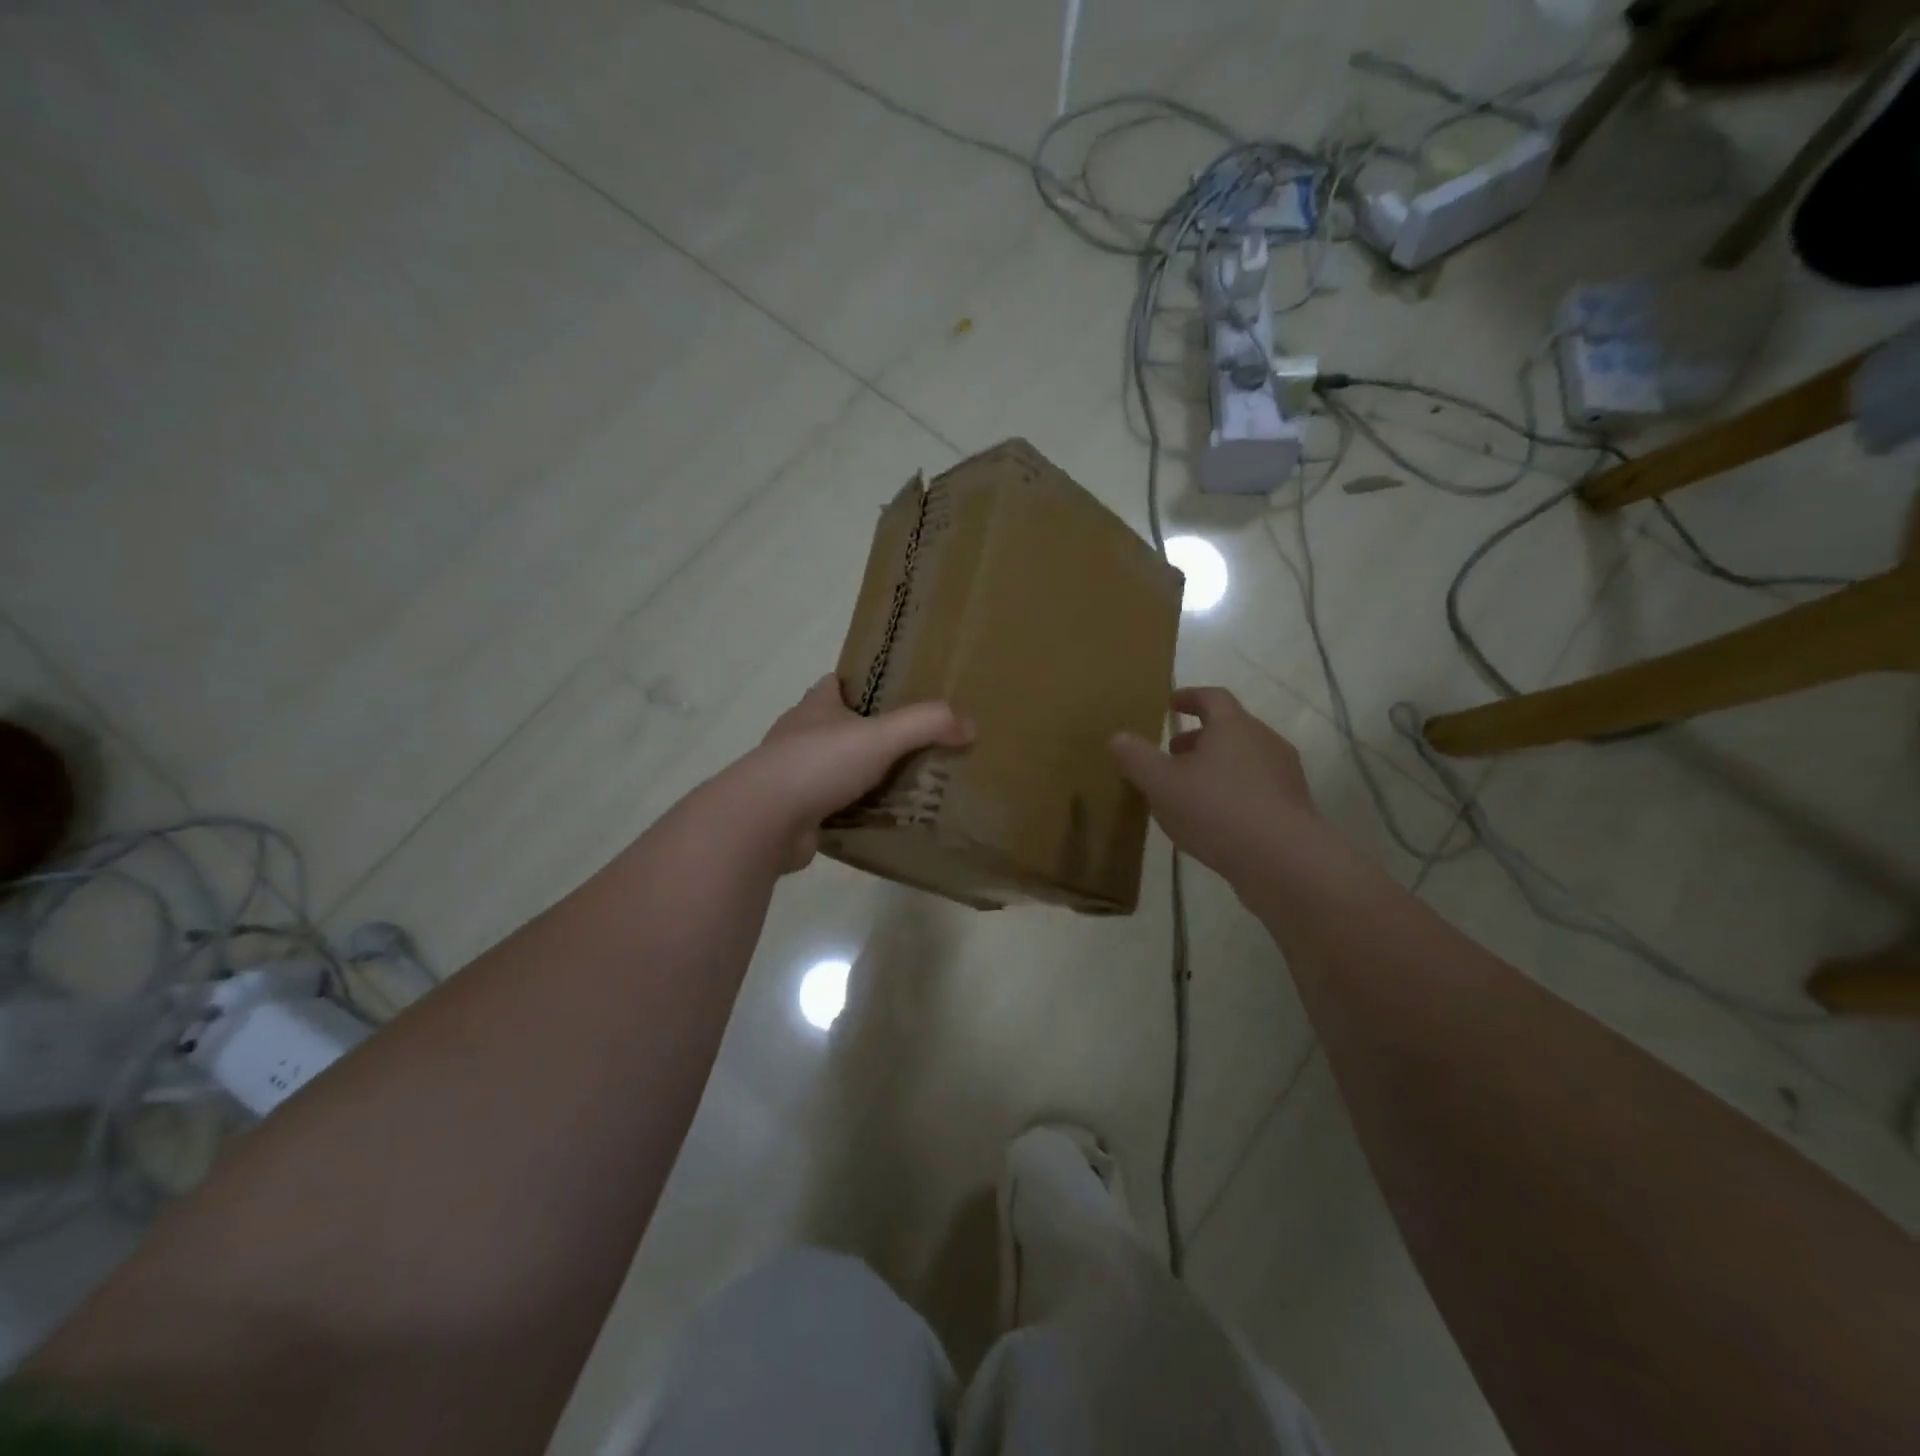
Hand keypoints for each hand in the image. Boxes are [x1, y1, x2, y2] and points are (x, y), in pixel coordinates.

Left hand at [728, 675, 972, 870]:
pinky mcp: (795, 812)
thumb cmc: (818, 764)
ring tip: (904, 782)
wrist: (763, 821)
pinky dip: (853, 810)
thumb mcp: (879, 736)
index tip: (894, 693)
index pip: (835, 683)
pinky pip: (831, 806)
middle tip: (912, 743)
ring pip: (834, 768)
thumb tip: (969, 725)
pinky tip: (880, 818)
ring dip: (861, 774)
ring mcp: (793, 776)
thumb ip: (926, 725)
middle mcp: (799, 736)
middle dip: (868, 733)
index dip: (861, 684)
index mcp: (815, 707)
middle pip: (837, 726)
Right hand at [1109, 687, 1317, 884]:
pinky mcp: (1294, 807)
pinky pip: (1258, 789)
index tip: (1171, 704)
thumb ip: (1136, 758)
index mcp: (1234, 726)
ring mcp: (1285, 775)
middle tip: (1173, 753)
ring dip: (1217, 766)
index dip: (1189, 697)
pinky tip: (1216, 820)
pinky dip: (1234, 792)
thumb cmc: (1216, 809)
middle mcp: (1265, 741)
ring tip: (1191, 790)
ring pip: (1245, 759)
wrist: (1282, 860)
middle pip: (1231, 728)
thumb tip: (1117, 737)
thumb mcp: (1161, 783)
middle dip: (1199, 737)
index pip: (1212, 698)